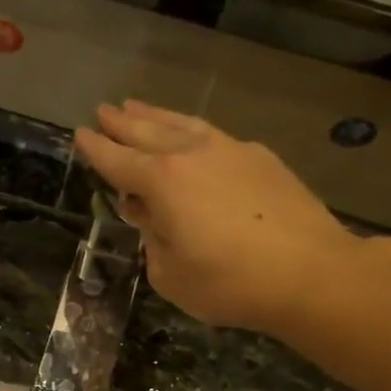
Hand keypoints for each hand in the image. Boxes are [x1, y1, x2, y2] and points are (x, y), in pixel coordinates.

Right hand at [75, 100, 363, 338]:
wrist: (310, 273)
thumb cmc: (229, 283)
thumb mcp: (170, 275)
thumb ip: (152, 238)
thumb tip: (149, 214)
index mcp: (162, 182)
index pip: (118, 161)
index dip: (97, 149)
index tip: (80, 135)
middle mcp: (193, 155)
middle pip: (149, 132)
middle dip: (123, 123)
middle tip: (104, 110)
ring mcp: (231, 151)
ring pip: (184, 125)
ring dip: (157, 117)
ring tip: (139, 107)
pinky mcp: (261, 159)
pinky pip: (214, 135)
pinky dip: (192, 131)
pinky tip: (193, 136)